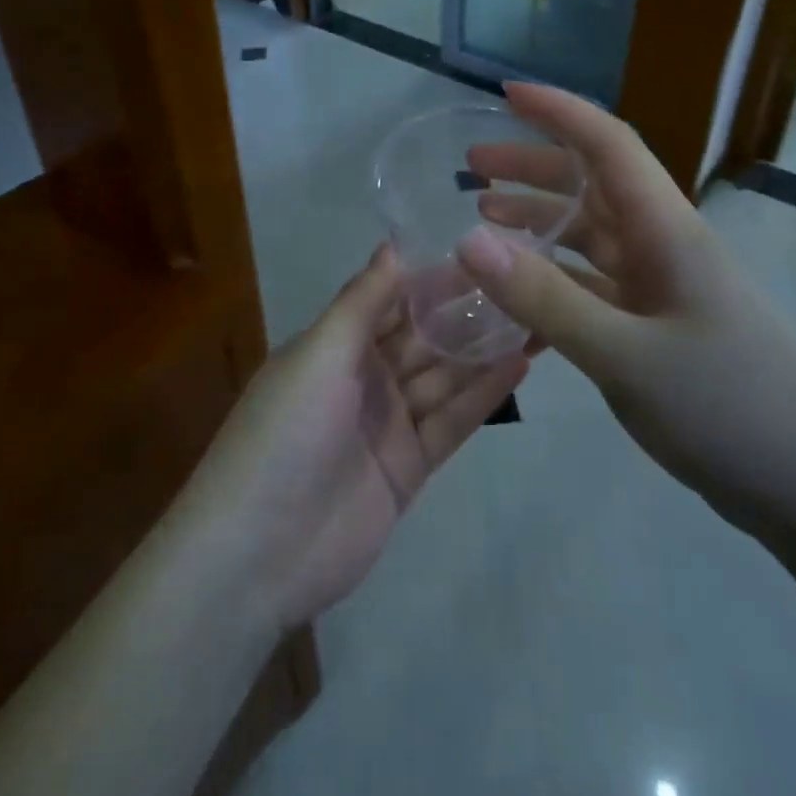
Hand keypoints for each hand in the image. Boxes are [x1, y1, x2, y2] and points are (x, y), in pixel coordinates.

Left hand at [186, 246, 529, 633]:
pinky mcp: (409, 468)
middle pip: (424, 337)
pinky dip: (483, 395)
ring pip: (444, 377)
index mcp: (335, 345)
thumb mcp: (319, 353)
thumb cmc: (285, 432)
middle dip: (468, 312)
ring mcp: (389, 424)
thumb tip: (393, 243)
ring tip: (536, 315)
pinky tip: (521, 364)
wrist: (258, 552)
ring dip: (485, 350)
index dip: (434, 277)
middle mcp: (364, 378)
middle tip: (526, 279)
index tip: (483, 248)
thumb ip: (362, 301)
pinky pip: (451, 423)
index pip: (393, 299)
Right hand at [456, 83, 795, 541]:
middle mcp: (665, 248)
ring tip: (485, 216)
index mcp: (667, 232)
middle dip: (534, 166)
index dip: (559, 112)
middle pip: (594, 185)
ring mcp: (664, 290)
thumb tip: (468, 239)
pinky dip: (555, 282)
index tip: (505, 94)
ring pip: (592, 236)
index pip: (609, 146)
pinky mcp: (660, 329)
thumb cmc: (730, 410)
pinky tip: (519, 298)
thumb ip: (545, 299)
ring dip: (541, 220)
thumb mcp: (625, 355)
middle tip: (473, 166)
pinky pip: (596, 288)